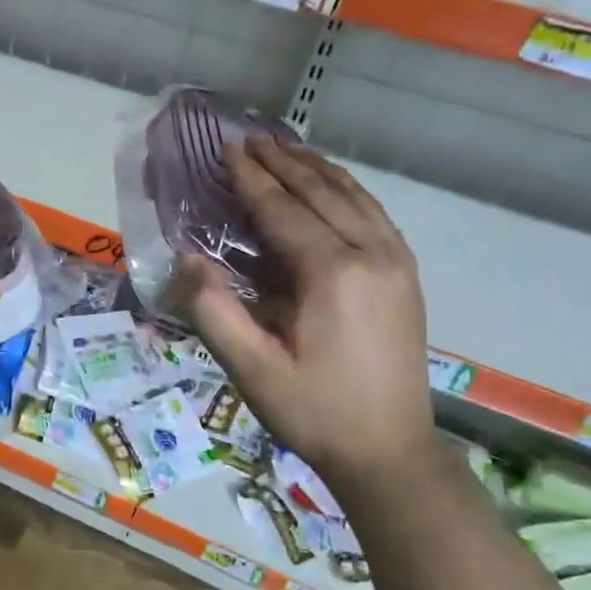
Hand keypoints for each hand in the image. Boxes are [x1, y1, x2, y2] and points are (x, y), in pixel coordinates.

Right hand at [173, 135, 435, 490]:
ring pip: (354, 197)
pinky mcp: (406, 276)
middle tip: (248, 138)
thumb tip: (184, 258)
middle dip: (282, 162)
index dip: (251, 178)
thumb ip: (214, 310)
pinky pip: (373, 215)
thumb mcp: (251, 369)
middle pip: (322, 192)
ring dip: (316, 170)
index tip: (226, 147)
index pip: (284, 209)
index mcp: (332, 273)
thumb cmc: (313, 411)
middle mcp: (372, 254)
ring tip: (285, 149)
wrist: (390, 451)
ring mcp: (397, 262)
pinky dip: (346, 191)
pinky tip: (331, 188)